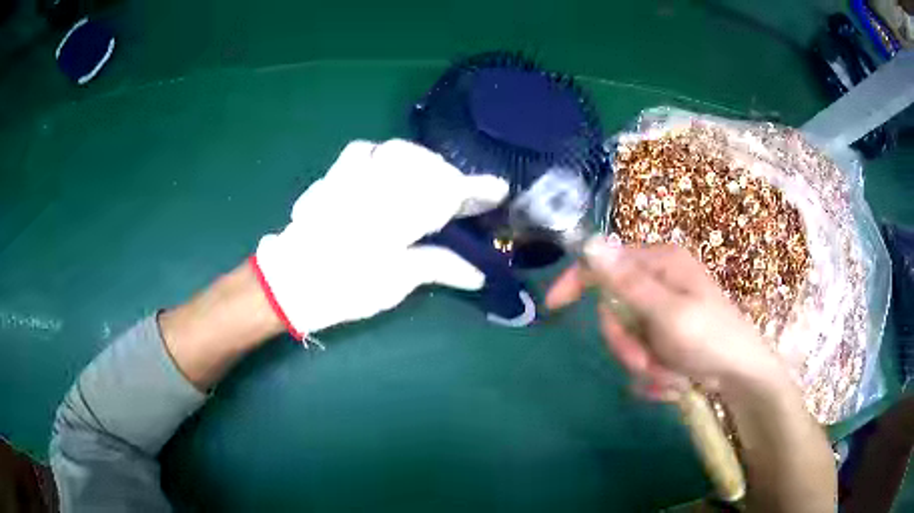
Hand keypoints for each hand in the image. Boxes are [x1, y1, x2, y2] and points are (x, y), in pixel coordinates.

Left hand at [252, 139, 508, 339]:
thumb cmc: (342, 288)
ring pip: (396, 152)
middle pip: (426, 166)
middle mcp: (376, 186)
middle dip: (450, 177)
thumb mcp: (394, 283)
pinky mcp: (333, 177)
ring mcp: (352, 177)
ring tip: (429, 180)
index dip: (475, 190)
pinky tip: (387, 169)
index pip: (446, 194)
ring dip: (420, 162)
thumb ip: (438, 267)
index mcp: (396, 215)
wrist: (287, 282)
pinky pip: (363, 150)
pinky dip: (383, 154)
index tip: (498, 188)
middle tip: (464, 195)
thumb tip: (477, 273)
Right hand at [546, 239, 783, 396]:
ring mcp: (663, 310)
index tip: (554, 306)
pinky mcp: (666, 334)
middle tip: (646, 362)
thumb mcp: (669, 313)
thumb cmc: (712, 339)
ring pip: (627, 338)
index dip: (577, 281)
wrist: (741, 376)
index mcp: (661, 263)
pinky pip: (641, 352)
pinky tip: (675, 378)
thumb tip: (590, 245)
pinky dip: (654, 371)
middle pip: (614, 310)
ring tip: (670, 374)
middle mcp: (660, 281)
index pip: (606, 262)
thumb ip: (629, 283)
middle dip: (627, 344)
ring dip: (643, 363)